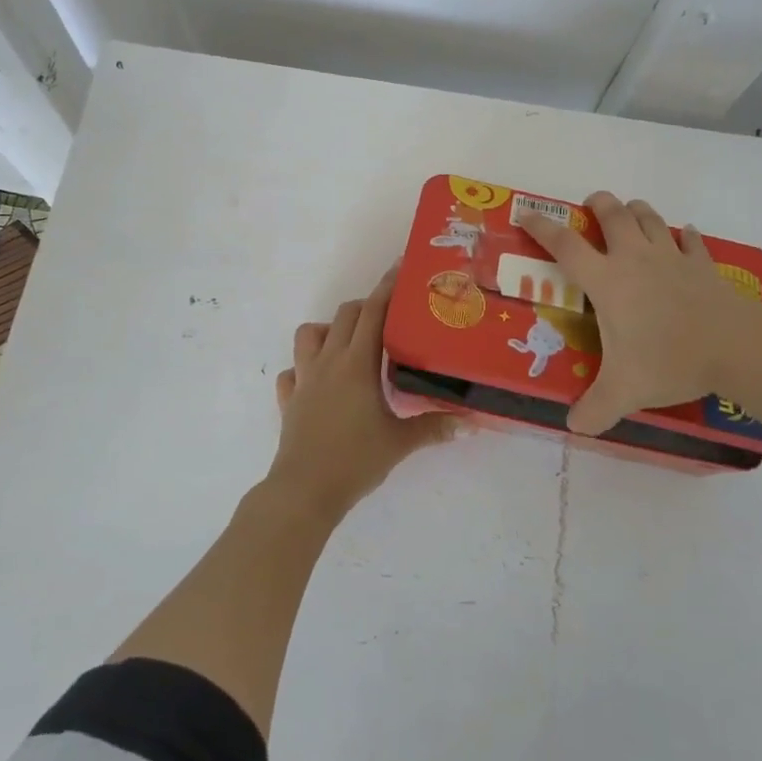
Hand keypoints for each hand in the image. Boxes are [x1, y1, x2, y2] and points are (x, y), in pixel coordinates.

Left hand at [268, 265, 455, 517]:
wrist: (305, 490)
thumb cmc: (355, 460)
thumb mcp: (400, 442)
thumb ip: (435, 427)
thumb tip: (472, 423)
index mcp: (356, 364)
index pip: (373, 312)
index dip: (387, 288)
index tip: (400, 269)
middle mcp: (328, 361)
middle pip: (345, 315)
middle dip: (366, 307)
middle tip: (389, 317)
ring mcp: (304, 379)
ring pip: (309, 334)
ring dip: (329, 331)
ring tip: (350, 345)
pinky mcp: (289, 400)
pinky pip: (292, 373)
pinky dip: (303, 369)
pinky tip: (318, 383)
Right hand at [519, 191, 761, 434]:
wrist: (737, 347)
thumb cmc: (670, 360)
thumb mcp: (624, 391)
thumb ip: (594, 409)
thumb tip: (573, 427)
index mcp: (607, 281)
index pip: (565, 246)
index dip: (542, 228)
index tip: (526, 214)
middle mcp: (635, 259)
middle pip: (613, 215)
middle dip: (599, 204)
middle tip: (592, 204)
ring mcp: (672, 257)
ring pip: (650, 218)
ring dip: (637, 211)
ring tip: (630, 213)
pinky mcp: (703, 265)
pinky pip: (691, 241)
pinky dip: (685, 236)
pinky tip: (685, 236)